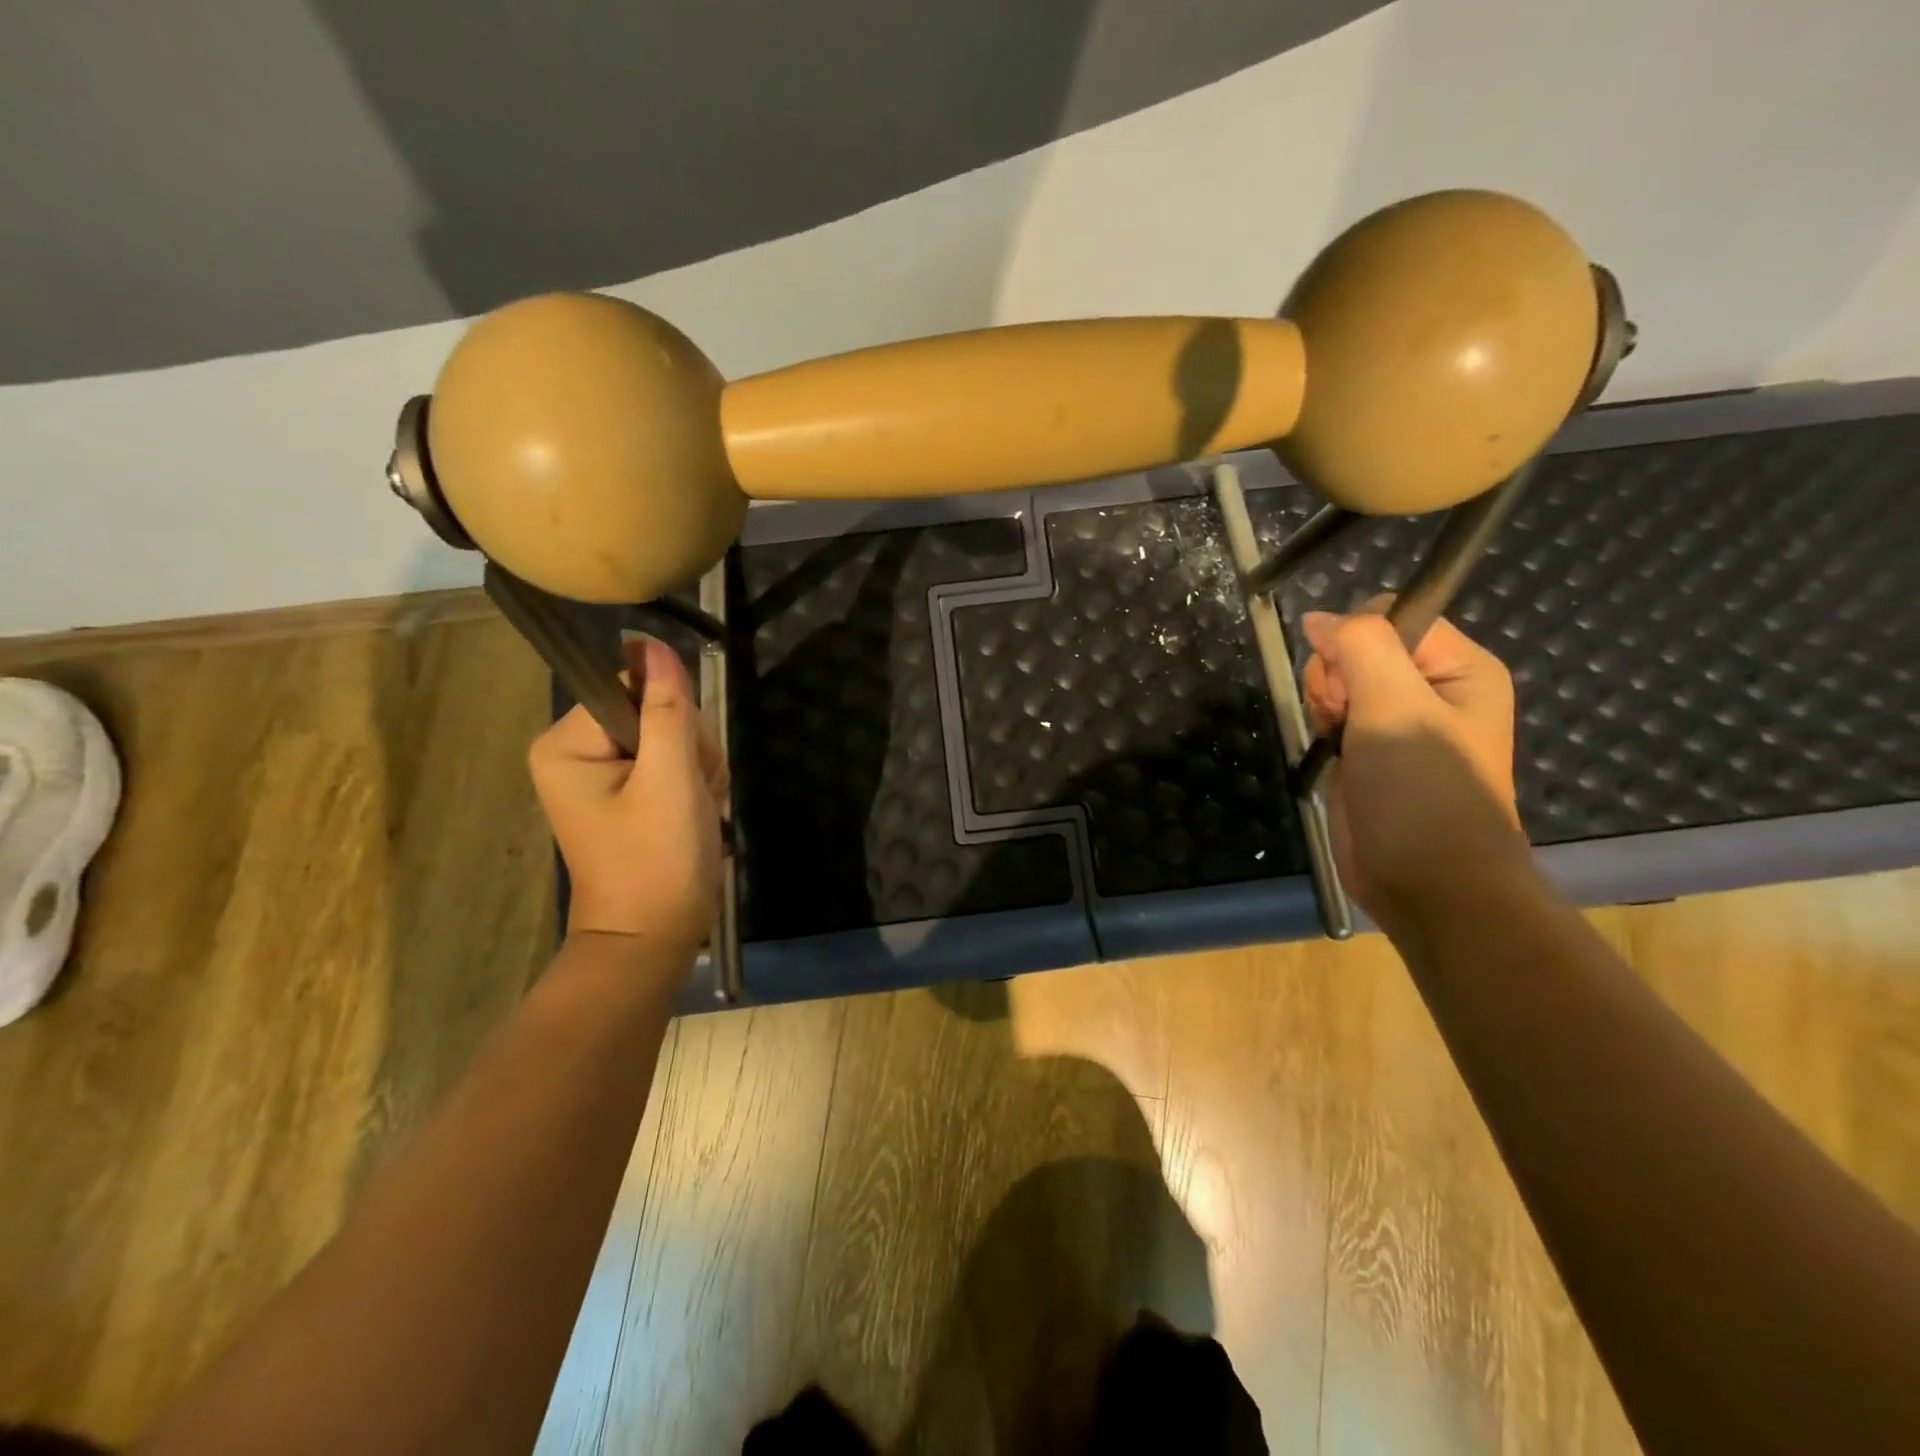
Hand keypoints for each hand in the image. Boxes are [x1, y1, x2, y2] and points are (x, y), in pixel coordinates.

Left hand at [528, 637, 726, 960]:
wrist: (655, 938)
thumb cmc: (658, 860)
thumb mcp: (670, 778)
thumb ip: (666, 708)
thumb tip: (649, 640)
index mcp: (567, 743)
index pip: (633, 687)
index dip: (675, 717)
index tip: (686, 764)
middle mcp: (575, 751)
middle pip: (655, 710)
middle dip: (691, 749)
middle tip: (695, 795)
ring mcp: (602, 773)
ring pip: (673, 736)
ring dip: (699, 769)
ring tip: (698, 810)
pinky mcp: (627, 792)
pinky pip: (673, 761)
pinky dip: (696, 784)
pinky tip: (698, 813)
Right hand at [1301, 603, 1526, 920]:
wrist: (1427, 883)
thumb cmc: (1423, 793)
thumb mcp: (1395, 705)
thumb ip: (1360, 645)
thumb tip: (1318, 619)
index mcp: (1458, 667)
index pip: (1389, 616)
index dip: (1356, 642)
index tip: (1352, 688)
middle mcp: (1431, 688)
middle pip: (1357, 647)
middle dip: (1336, 677)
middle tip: (1346, 719)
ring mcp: (1398, 721)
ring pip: (1337, 680)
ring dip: (1325, 704)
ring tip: (1339, 741)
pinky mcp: (1369, 751)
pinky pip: (1332, 713)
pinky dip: (1322, 727)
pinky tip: (1330, 752)